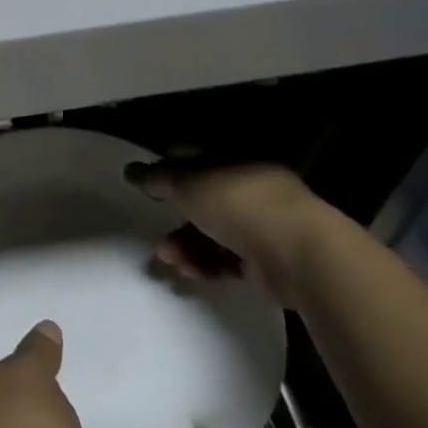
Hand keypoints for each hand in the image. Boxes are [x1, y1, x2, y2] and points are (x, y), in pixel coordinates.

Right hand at [124, 159, 333, 307]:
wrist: (296, 253)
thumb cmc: (237, 202)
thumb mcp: (186, 182)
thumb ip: (156, 177)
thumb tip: (130, 170)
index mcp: (235, 157)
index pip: (194, 156)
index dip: (168, 167)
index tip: (145, 185)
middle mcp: (251, 186)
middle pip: (204, 198)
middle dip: (176, 216)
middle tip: (154, 230)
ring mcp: (263, 224)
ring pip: (214, 231)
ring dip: (186, 244)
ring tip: (170, 258)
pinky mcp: (269, 260)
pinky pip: (228, 259)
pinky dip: (207, 264)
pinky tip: (191, 271)